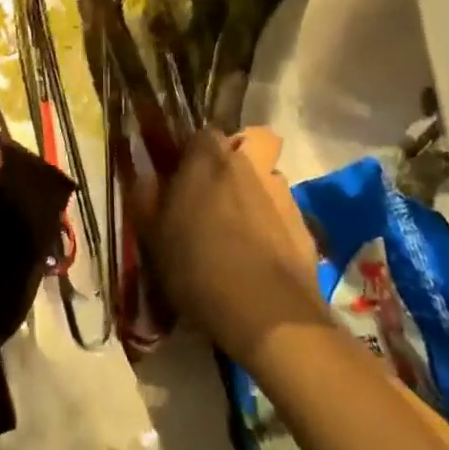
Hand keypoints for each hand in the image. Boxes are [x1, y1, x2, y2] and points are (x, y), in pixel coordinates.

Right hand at [133, 126, 327, 367]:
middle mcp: (247, 163)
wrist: (269, 314)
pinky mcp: (304, 225)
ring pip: (265, 178)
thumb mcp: (153, 236)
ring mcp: (281, 192)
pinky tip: (260, 256)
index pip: (199, 135)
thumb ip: (145, 196)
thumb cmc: (198, 267)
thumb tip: (145, 175)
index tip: (180, 178)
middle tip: (212, 198)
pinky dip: (272, 225)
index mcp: (207, 157)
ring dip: (253, 193)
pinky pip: (281, 213)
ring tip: (239, 229)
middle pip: (241, 147)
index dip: (190, 153)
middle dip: (230, 165)